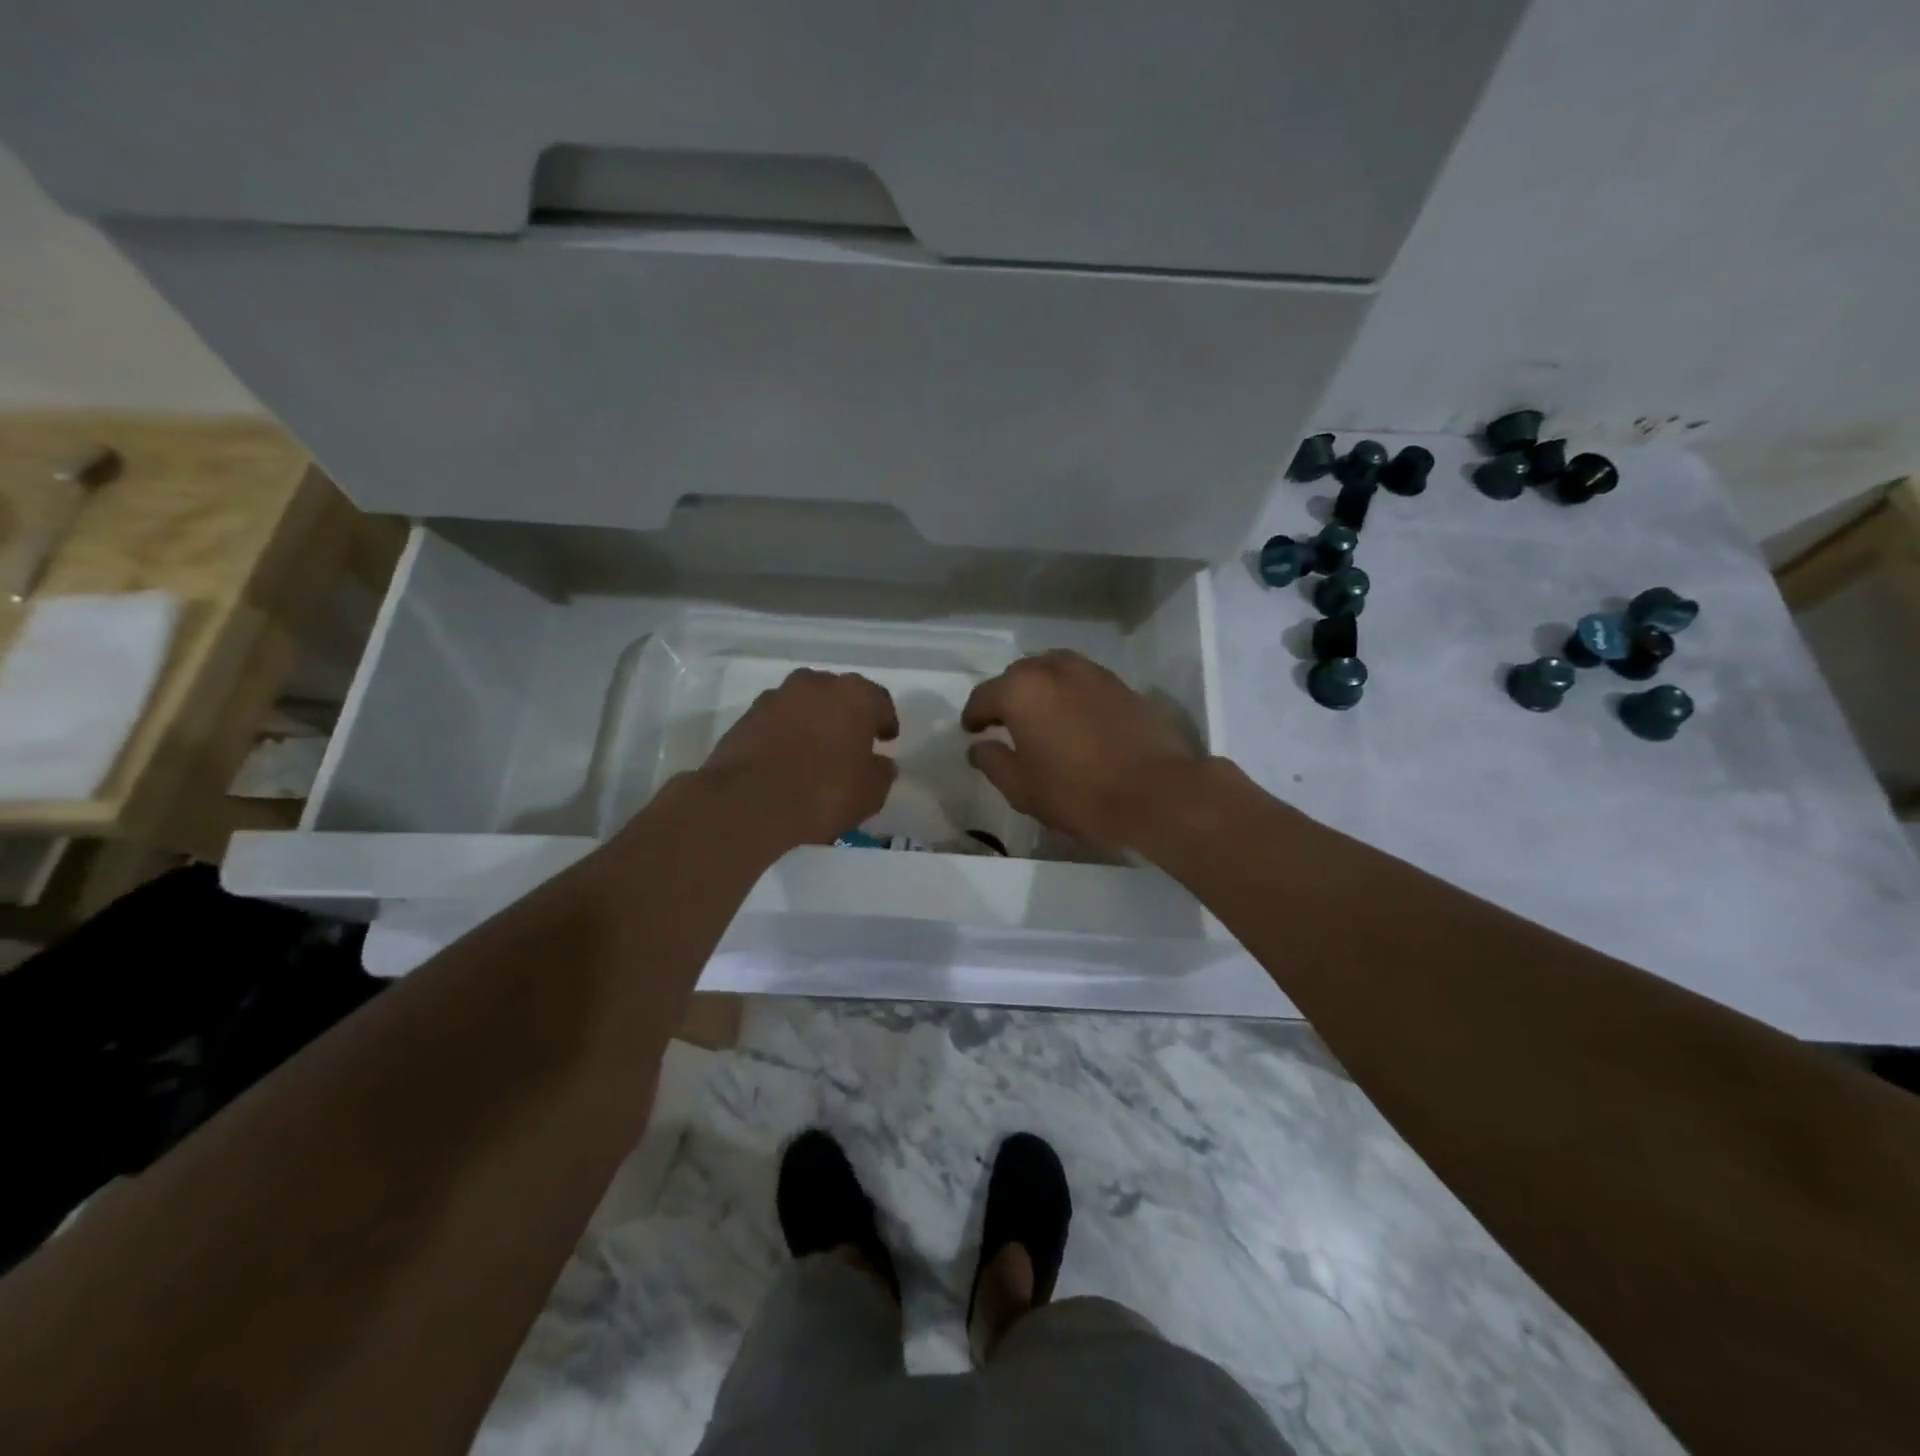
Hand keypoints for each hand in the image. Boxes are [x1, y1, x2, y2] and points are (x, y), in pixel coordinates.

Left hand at [698, 669, 898, 848]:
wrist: (750, 803)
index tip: (885, 739)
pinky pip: (777, 720)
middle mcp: (816, 685)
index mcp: (855, 695)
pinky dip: (785, 733)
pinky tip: (786, 758)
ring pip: (804, 704)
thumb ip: (881, 772)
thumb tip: (880, 763)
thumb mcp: (870, 793)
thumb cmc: (825, 793)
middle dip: (846, 715)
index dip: (884, 721)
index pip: (879, 701)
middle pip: (839, 695)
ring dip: (812, 720)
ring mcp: (777, 697)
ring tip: (814, 751)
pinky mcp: (747, 716)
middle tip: (850, 742)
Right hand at [961, 650, 1201, 848]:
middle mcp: (1054, 669)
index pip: (984, 696)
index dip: (973, 716)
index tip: (972, 731)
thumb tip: (979, 747)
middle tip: (1004, 724)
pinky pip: (1083, 682)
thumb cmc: (1078, 792)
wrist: (1156, 791)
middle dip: (1007, 697)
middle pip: (1019, 676)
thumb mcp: (1022, 788)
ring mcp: (1092, 673)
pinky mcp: (1122, 685)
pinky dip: (1070, 694)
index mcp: (1021, 690)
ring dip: (1040, 690)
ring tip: (1041, 717)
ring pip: (1053, 671)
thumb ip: (992, 762)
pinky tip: (1075, 720)